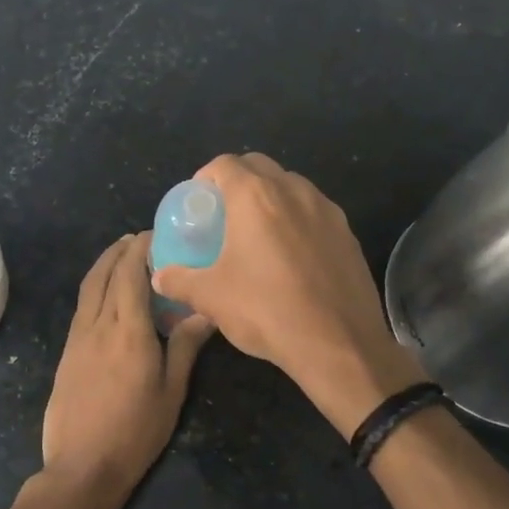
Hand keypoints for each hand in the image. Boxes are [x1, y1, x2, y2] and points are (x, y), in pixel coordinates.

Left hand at [43, 233, 213, 490]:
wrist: (82, 466)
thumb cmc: (135, 432)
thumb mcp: (171, 392)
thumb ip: (186, 347)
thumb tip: (205, 311)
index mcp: (128, 331)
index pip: (130, 274)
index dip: (139, 249)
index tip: (154, 234)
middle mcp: (98, 325)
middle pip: (104, 274)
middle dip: (119, 250)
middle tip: (138, 238)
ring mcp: (77, 338)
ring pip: (88, 288)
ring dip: (103, 264)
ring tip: (121, 255)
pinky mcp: (66, 351)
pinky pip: (82, 307)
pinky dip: (94, 287)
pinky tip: (106, 295)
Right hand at [150, 153, 424, 437]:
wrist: (338, 345)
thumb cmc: (266, 310)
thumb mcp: (210, 297)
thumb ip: (179, 280)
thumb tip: (159, 276)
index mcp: (255, 196)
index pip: (225, 164)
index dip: (206, 176)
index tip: (198, 201)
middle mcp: (293, 191)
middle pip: (260, 166)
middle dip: (239, 180)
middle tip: (224, 214)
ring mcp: (327, 210)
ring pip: (292, 186)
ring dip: (272, 197)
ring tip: (259, 233)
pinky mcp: (349, 234)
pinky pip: (315, 212)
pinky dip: (298, 220)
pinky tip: (292, 255)